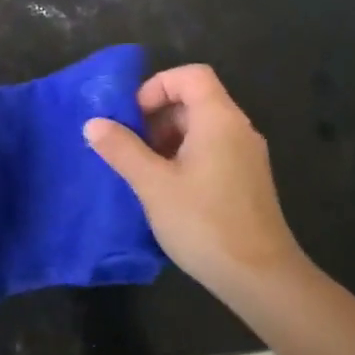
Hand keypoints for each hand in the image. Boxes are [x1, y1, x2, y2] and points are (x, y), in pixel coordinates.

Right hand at [83, 64, 305, 297]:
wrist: (260, 279)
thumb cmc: (204, 223)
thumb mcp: (152, 184)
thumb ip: (122, 149)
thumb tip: (93, 123)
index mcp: (219, 120)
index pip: (190, 76)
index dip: (157, 86)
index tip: (132, 115)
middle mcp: (238, 130)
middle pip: (195, 100)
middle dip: (156, 115)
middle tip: (129, 144)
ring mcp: (246, 156)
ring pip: (201, 128)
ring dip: (167, 138)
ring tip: (142, 169)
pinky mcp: (246, 181)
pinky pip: (211, 150)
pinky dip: (184, 156)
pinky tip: (165, 189)